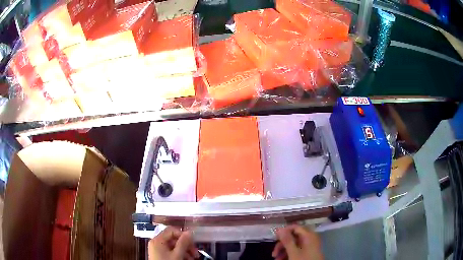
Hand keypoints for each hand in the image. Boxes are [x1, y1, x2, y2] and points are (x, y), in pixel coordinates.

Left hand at [148, 226, 199, 259]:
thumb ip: (183, 243)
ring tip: (192, 258)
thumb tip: (189, 233)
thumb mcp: (177, 254)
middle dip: (186, 245)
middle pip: (173, 239)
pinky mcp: (160, 255)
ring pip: (174, 246)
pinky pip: (171, 251)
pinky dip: (179, 254)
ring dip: (185, 251)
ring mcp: (157, 249)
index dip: (183, 235)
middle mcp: (156, 242)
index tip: (192, 242)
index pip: (172, 230)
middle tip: (195, 252)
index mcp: (158, 240)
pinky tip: (186, 259)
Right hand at [272, 225, 322, 259]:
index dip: (284, 231)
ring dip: (283, 251)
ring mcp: (310, 246)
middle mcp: (310, 238)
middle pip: (293, 237)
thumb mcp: (293, 252)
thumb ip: (287, 240)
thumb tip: (280, 228)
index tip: (275, 238)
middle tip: (274, 253)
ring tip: (276, 259)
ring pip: (294, 245)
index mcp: (308, 235)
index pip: (294, 227)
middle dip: (282, 245)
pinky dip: (289, 254)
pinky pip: (297, 250)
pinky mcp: (308, 252)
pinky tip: (282, 259)